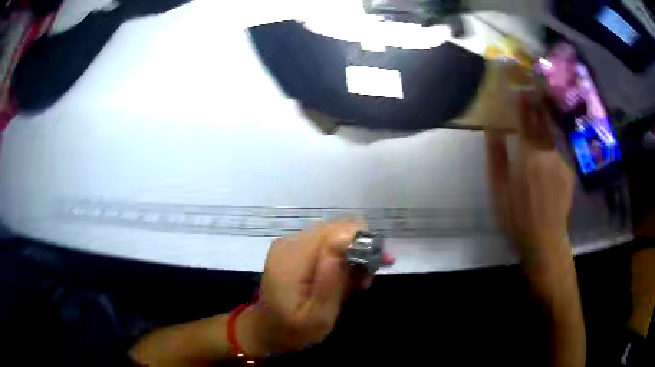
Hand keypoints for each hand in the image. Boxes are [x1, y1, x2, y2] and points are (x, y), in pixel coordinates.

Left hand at [237, 220, 378, 355]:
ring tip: (354, 284)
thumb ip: (332, 281)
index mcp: (293, 257)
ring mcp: (291, 242)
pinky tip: (341, 278)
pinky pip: (327, 242)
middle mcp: (291, 241)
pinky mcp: (294, 247)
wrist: (267, 329)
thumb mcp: (318, 317)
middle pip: (340, 229)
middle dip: (361, 250)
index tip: (371, 270)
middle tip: (364, 282)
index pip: (338, 230)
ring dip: (352, 255)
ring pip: (336, 234)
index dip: (363, 243)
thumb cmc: (294, 330)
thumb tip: (348, 241)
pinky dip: (341, 257)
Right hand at [486, 91, 574, 250]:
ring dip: (544, 127)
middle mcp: (547, 153)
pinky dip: (550, 151)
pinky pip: (557, 155)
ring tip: (540, 116)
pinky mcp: (568, 173)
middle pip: (541, 124)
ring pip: (550, 140)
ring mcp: (560, 162)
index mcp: (527, 155)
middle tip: (533, 91)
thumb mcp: (499, 189)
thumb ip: (496, 156)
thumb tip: (492, 130)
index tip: (521, 88)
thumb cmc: (516, 217)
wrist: (544, 240)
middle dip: (537, 106)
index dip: (523, 103)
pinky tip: (546, 159)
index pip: (525, 120)